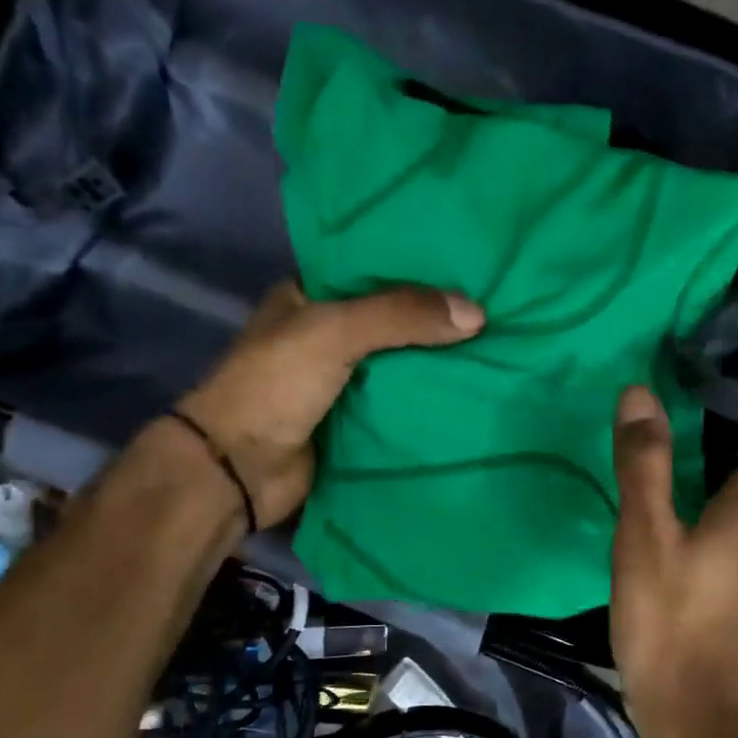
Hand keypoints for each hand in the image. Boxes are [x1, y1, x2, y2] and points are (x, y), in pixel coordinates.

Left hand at [176, 280, 484, 528]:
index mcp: (307, 297)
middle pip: (393, 319)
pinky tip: (472, 391)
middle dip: (437, 318)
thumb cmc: (275, 386)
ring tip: (497, 346)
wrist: (240, 470)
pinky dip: (430, 399)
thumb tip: (477, 314)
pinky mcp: (354, 420)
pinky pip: (401, 402)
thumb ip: (402, 315)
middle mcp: (324, 334)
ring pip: (401, 362)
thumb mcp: (335, 332)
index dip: (417, 267)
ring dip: (438, 361)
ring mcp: (340, 380)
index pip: (371, 269)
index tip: (469, 267)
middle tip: (495, 309)